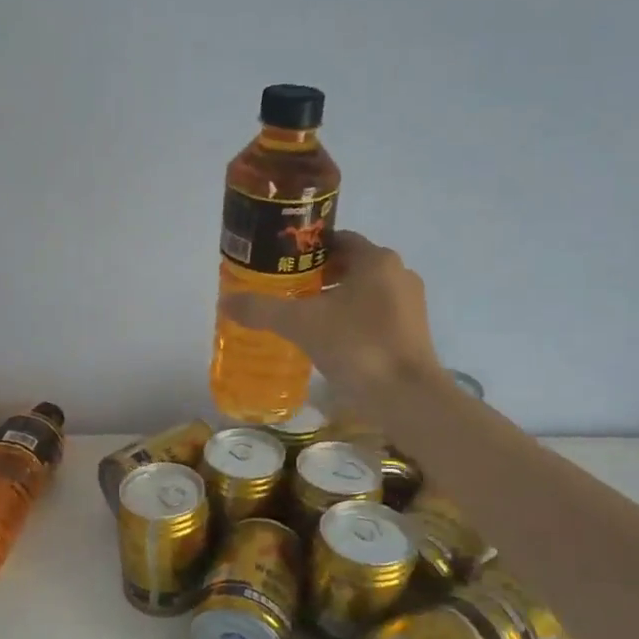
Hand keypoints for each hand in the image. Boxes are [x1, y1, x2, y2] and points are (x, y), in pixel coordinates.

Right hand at [221, 230, 445, 403]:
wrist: (406, 398)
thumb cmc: (357, 347)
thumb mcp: (301, 325)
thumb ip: (262, 309)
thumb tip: (225, 300)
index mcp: (376, 260)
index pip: (336, 240)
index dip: (306, 250)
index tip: (280, 265)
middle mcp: (398, 274)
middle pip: (349, 266)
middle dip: (317, 277)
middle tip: (284, 293)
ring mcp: (410, 305)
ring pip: (363, 292)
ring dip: (334, 301)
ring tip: (301, 319)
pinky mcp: (413, 333)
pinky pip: (374, 316)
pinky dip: (351, 321)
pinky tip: (328, 342)